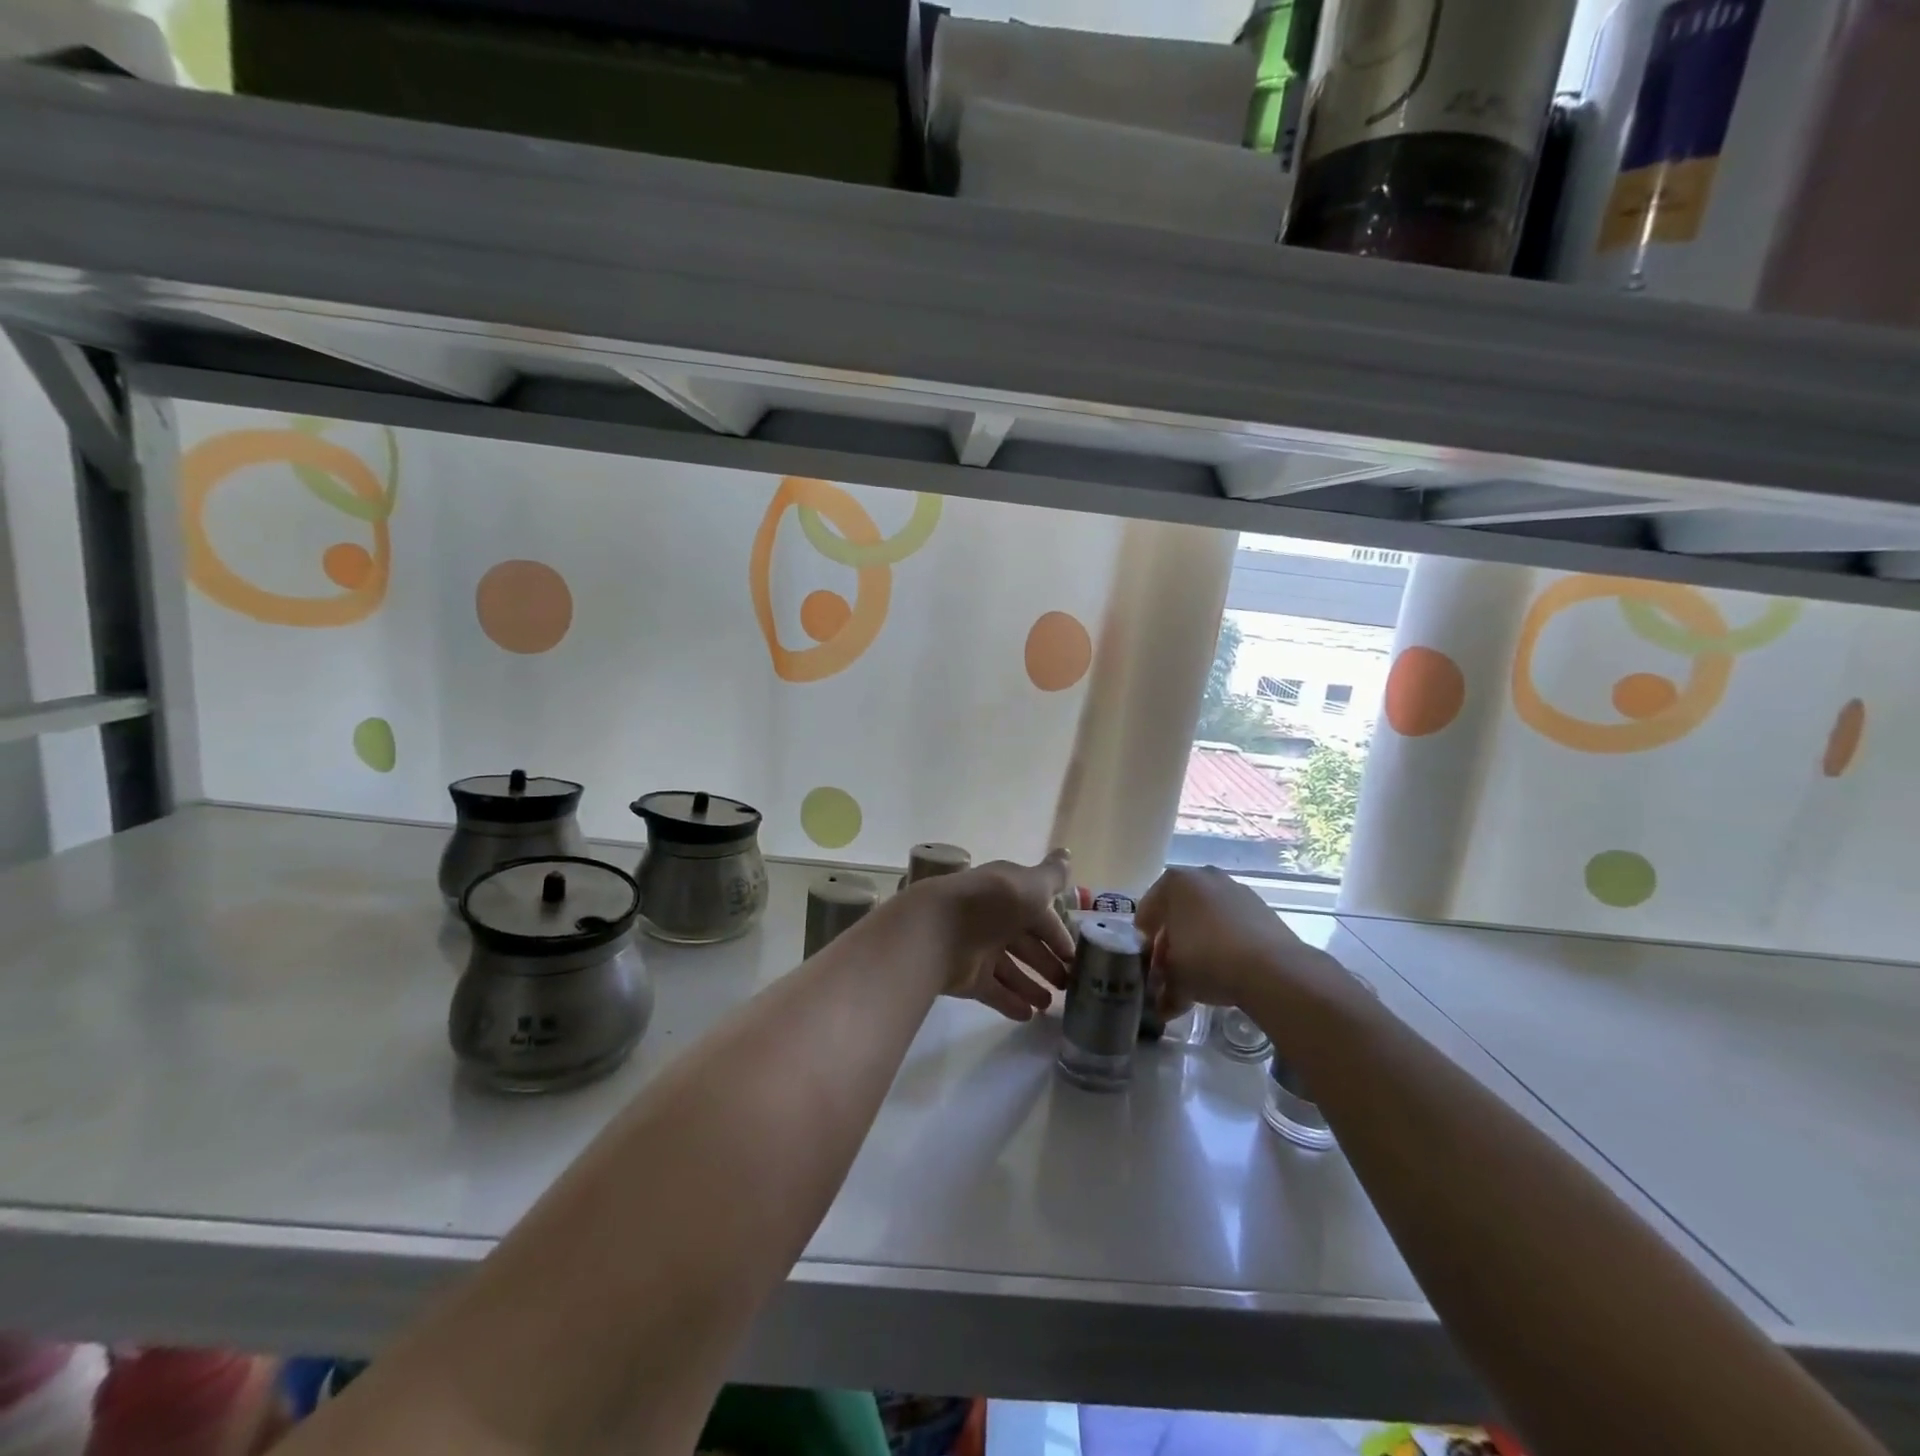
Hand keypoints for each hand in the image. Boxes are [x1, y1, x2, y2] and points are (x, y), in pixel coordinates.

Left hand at [916, 849, 1074, 1021]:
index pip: (1039, 915)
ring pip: (1010, 970)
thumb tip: (1067, 853)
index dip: (1058, 935)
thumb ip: (1052, 876)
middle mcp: (993, 920)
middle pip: (1025, 944)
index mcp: (1008, 895)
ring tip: (1050, 1005)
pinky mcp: (967, 976)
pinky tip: (1028, 1015)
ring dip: (1031, 986)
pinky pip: (993, 991)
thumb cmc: (990, 904)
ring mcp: (978, 949)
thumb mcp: (1029, 885)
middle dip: (1046, 963)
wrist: (938, 930)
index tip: (1076, 957)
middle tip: (1067, 985)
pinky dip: (1010, 1002)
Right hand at [1136, 865, 1331, 1016]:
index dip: (1144, 940)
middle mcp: (1203, 876)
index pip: (1146, 911)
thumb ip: (1162, 985)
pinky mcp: (1260, 906)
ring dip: (1198, 940)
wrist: (1272, 969)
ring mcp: (1234, 889)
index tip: (1149, 964)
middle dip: (1172, 940)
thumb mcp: (1174, 977)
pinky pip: (1230, 923)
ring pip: (1205, 916)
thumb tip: (1161, 1002)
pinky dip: (1224, 941)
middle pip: (1177, 911)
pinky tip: (1227, 968)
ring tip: (1200, 973)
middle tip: (1171, 969)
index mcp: (1174, 882)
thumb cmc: (1207, 960)